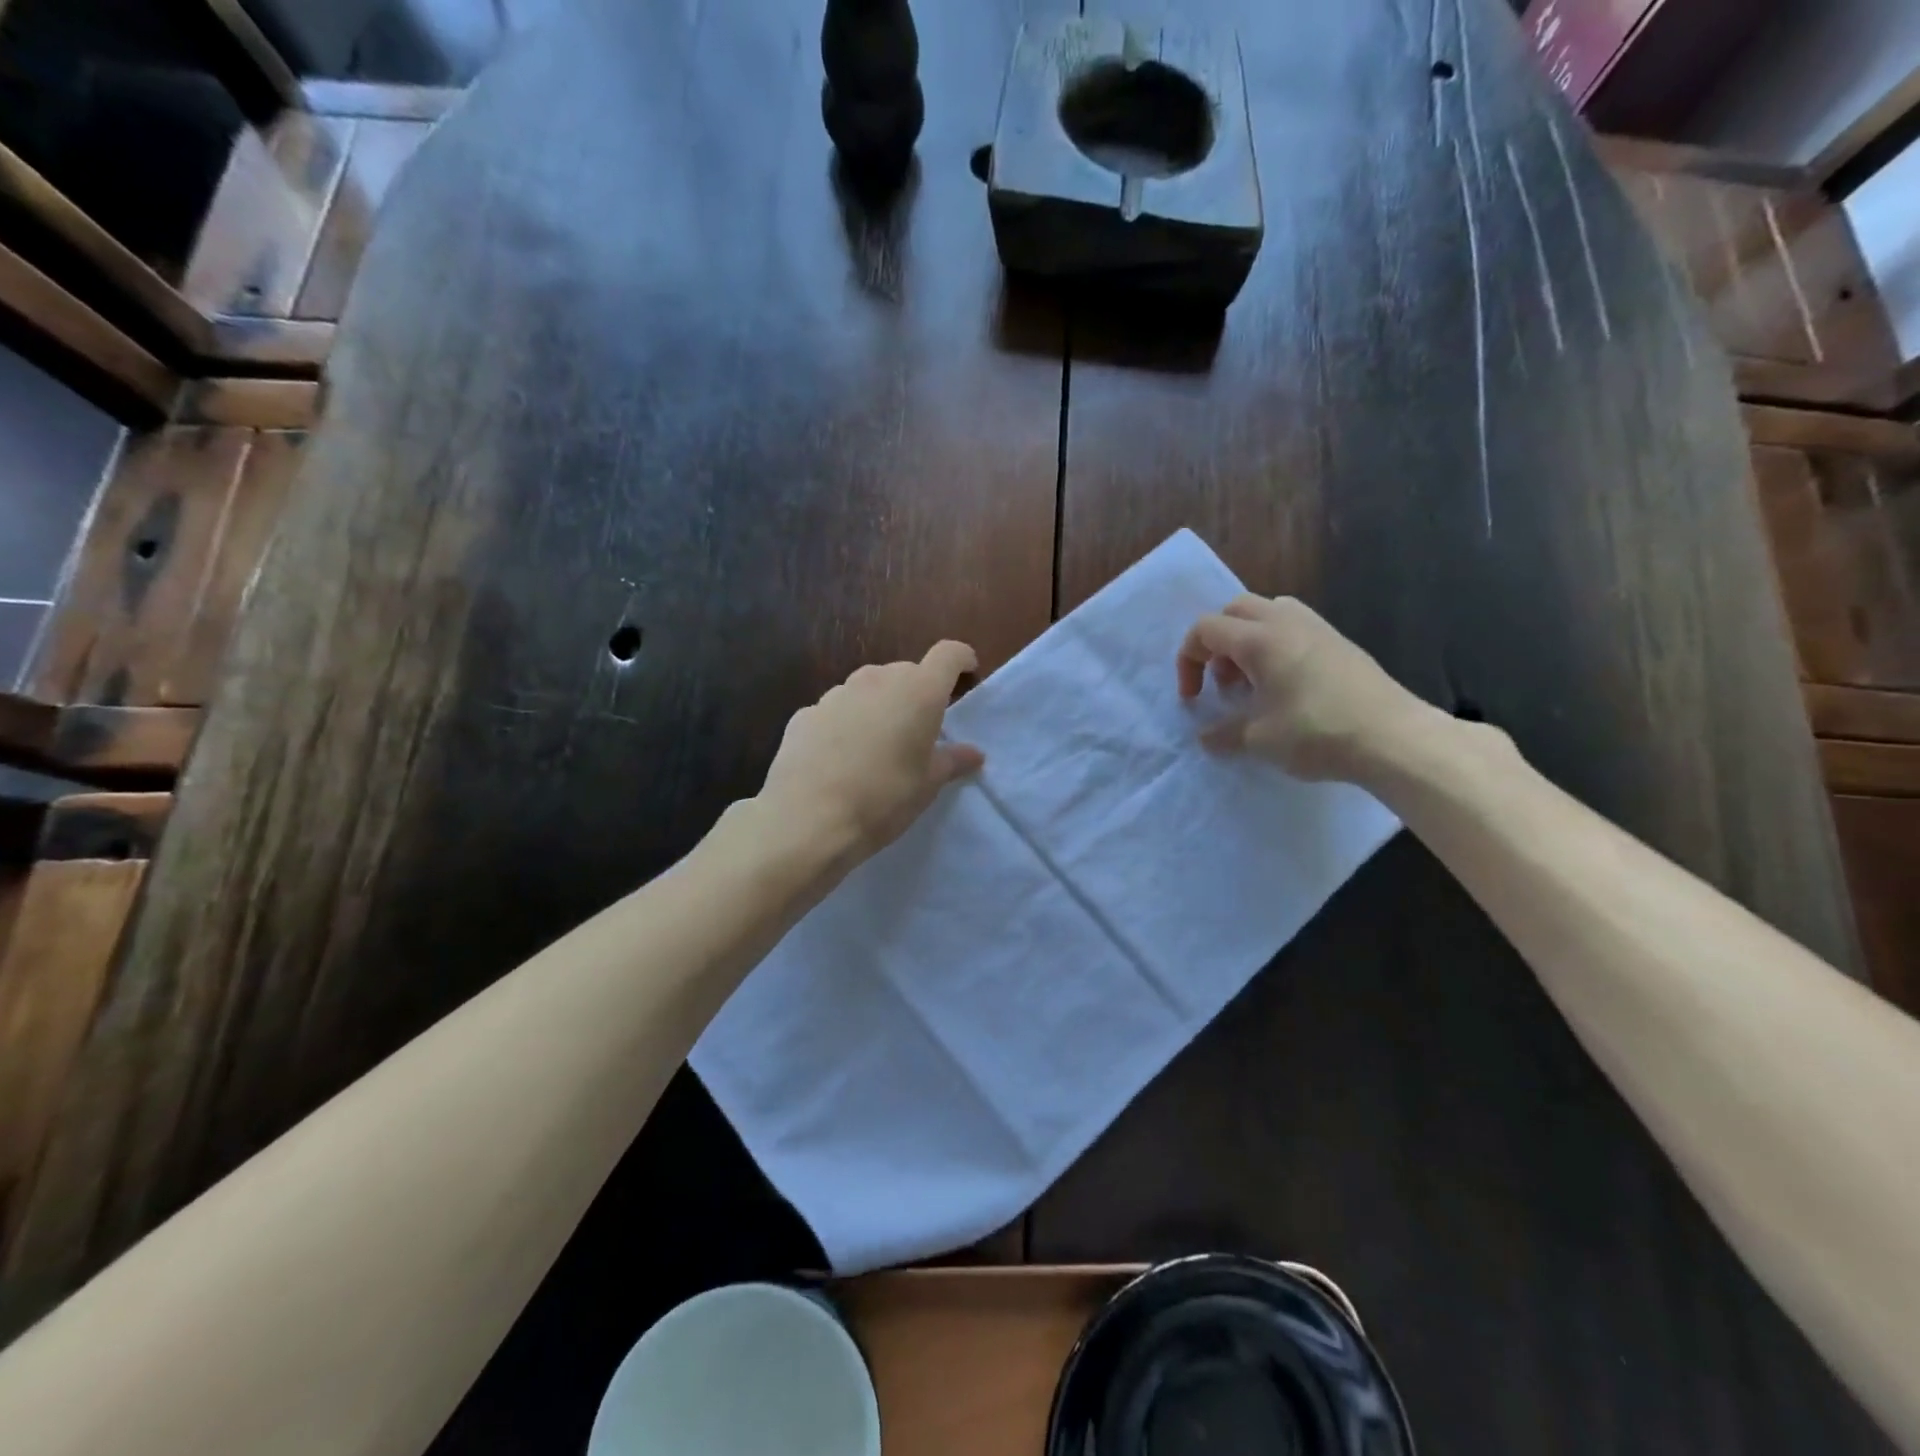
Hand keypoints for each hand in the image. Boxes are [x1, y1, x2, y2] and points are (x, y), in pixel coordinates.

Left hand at [759, 641, 985, 860]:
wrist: (808, 818)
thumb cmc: (884, 798)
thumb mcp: (928, 784)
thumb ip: (952, 761)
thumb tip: (973, 753)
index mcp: (918, 691)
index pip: (947, 655)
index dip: (960, 659)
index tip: (966, 673)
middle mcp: (877, 680)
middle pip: (906, 672)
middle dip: (916, 692)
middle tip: (919, 729)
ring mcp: (837, 693)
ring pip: (868, 688)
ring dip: (878, 706)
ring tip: (876, 746)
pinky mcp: (805, 713)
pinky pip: (836, 710)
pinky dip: (845, 724)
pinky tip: (840, 758)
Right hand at [1177, 595, 1428, 780]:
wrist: (1394, 738)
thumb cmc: (1317, 733)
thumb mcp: (1259, 740)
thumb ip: (1223, 734)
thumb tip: (1205, 737)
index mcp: (1259, 639)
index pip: (1205, 629)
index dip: (1188, 661)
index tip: (1193, 698)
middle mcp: (1285, 622)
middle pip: (1234, 610)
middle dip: (1216, 643)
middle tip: (1221, 681)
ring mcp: (1317, 627)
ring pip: (1267, 613)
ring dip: (1247, 641)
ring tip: (1252, 682)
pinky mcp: (1339, 642)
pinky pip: (1293, 627)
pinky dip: (1275, 646)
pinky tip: (1285, 686)